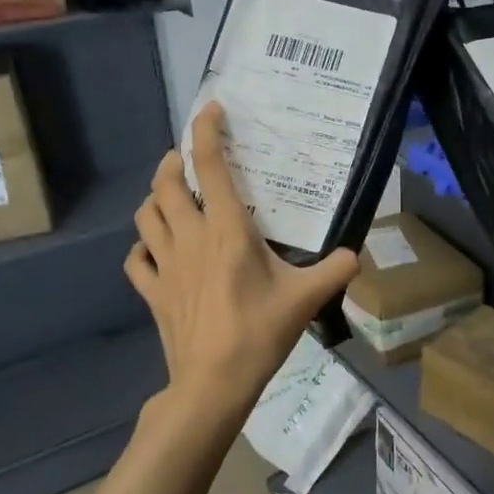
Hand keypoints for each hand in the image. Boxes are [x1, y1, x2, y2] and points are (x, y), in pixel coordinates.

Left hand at [126, 102, 359, 417]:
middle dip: (170, 162)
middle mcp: (190, 238)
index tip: (211, 111)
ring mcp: (165, 265)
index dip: (206, 132)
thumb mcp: (307, 299)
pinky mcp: (153, 292)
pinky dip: (143, 247)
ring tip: (170, 197)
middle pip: (165, 185)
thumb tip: (355, 255)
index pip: (208, 167)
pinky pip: (137, 259)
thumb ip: (336, 270)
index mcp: (227, 231)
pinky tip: (155, 250)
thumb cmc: (260, 333)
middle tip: (185, 159)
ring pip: (145, 216)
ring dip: (154, 198)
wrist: (214, 382)